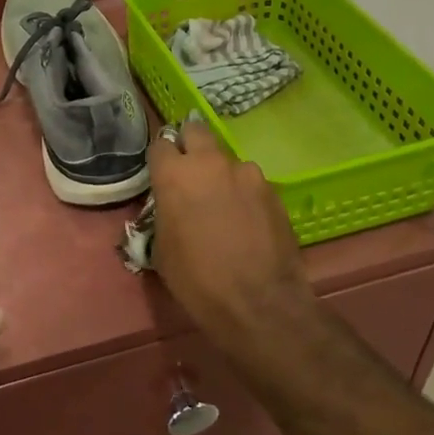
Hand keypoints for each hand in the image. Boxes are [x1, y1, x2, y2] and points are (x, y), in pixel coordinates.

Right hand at [147, 116, 313, 352]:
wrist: (258, 303)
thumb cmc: (197, 279)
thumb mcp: (161, 249)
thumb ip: (163, 214)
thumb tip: (170, 207)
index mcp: (174, 174)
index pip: (160, 144)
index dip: (160, 159)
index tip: (161, 174)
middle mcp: (210, 163)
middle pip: (196, 131)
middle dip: (190, 146)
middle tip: (190, 175)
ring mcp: (247, 173)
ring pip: (227, 160)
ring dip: (221, 174)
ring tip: (224, 206)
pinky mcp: (273, 190)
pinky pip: (251, 183)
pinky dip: (245, 195)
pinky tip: (247, 222)